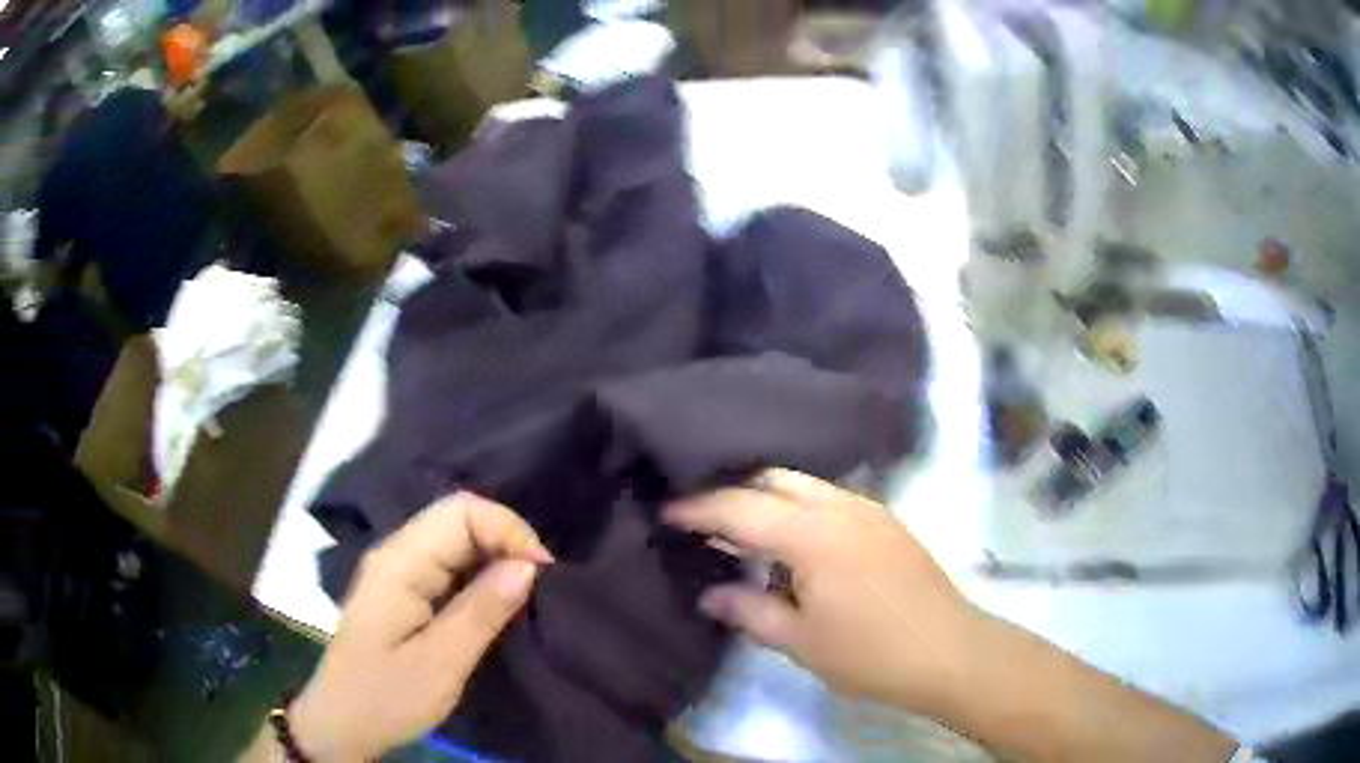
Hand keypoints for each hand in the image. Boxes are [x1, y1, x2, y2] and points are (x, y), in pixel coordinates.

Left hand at [288, 492, 552, 761]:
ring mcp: (397, 570)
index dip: (508, 530)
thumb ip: (482, 612)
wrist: (343, 723)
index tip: (542, 574)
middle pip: (458, 516)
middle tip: (539, 586)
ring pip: (455, 538)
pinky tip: (497, 600)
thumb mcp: (440, 664)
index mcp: (399, 563)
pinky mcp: (403, 589)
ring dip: (496, 556)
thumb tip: (528, 566)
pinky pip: (448, 562)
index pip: (460, 511)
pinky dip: (480, 572)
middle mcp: (396, 553)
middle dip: (506, 540)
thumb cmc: (387, 697)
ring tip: (526, 594)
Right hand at [663, 469, 981, 714]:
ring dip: (769, 497)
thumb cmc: (869, 652)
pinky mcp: (887, 522)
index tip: (666, 511)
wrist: (949, 651)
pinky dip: (799, 507)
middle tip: (703, 518)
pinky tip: (791, 538)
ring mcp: (869, 509)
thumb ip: (749, 611)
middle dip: (734, 490)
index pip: (742, 506)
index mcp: (813, 533)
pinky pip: (830, 498)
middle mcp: (841, 505)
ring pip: (805, 484)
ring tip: (742, 528)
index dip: (699, 508)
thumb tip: (711, 594)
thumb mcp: (800, 641)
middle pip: (775, 478)